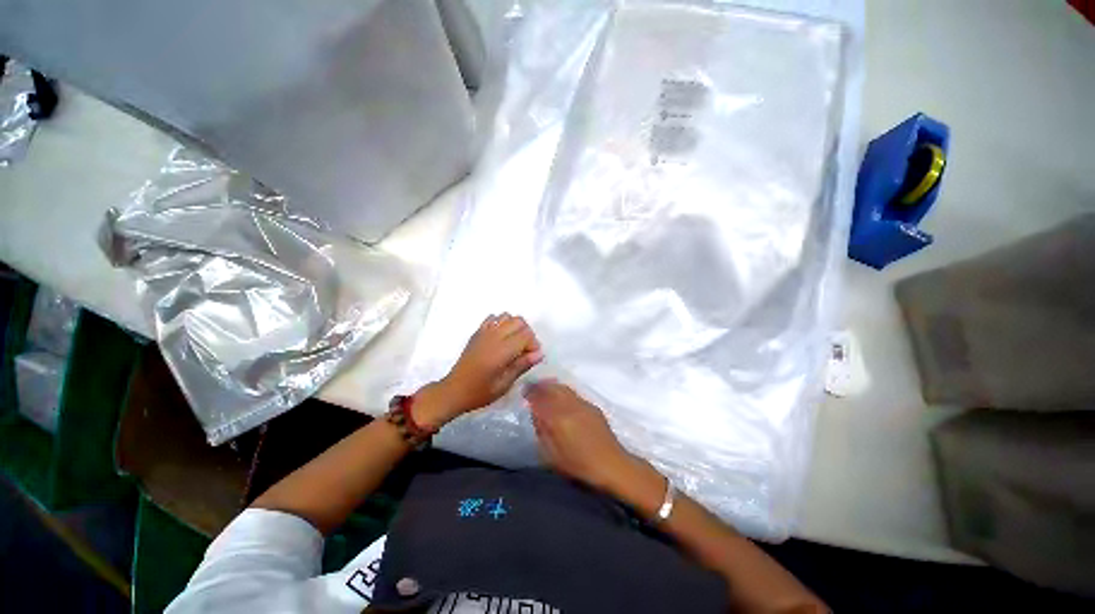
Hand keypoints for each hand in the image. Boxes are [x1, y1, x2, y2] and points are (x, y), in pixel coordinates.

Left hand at [418, 314, 542, 427]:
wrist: (454, 390)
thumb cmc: (480, 392)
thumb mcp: (505, 384)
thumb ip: (522, 365)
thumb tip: (540, 353)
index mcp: (501, 351)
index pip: (526, 335)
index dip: (533, 344)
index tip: (531, 358)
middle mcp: (494, 336)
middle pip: (519, 321)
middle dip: (526, 334)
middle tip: (524, 351)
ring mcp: (484, 332)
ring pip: (507, 316)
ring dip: (515, 327)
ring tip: (513, 343)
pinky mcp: (477, 332)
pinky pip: (493, 318)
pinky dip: (501, 323)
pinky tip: (500, 338)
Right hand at [525, 380, 639, 492]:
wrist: (611, 465)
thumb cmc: (579, 466)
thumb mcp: (552, 455)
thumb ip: (542, 431)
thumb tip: (536, 413)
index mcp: (558, 418)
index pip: (540, 399)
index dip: (531, 393)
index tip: (524, 391)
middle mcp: (570, 406)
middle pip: (552, 388)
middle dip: (541, 385)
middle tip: (532, 386)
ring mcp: (582, 404)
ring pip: (563, 388)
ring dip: (552, 386)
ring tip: (544, 387)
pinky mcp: (592, 406)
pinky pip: (573, 393)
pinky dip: (563, 390)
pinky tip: (561, 396)